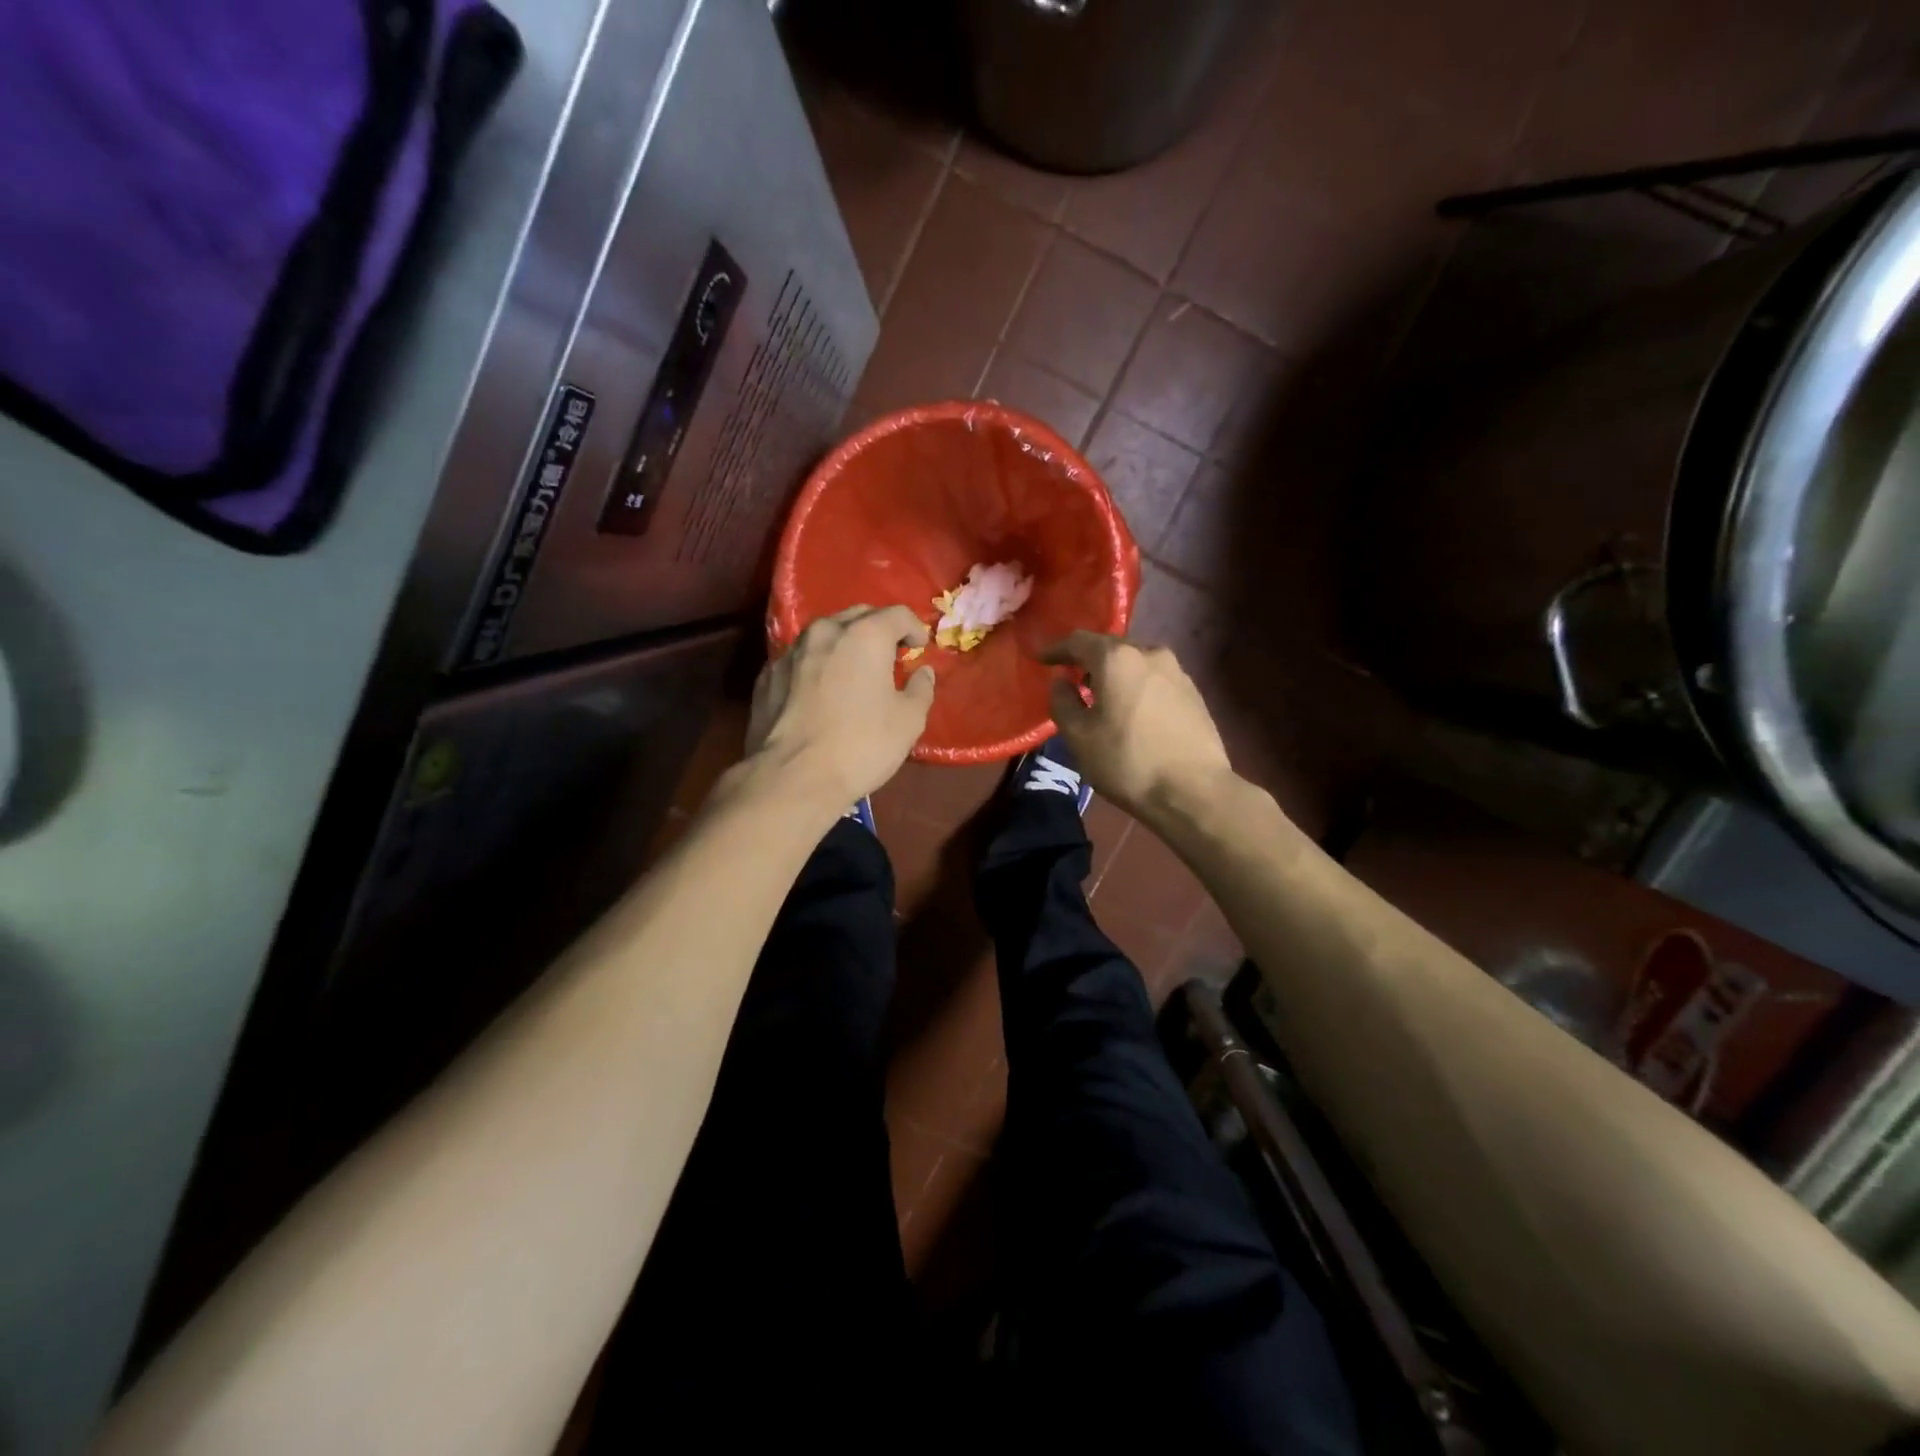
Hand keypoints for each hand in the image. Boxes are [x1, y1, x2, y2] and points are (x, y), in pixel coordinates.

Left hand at [746, 605, 933, 807]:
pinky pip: (800, 660)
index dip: (914, 629)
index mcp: (865, 635)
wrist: (793, 778)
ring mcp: (790, 652)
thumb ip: (921, 688)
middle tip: (889, 657)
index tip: (919, 650)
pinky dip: (816, 667)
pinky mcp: (767, 675)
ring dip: (844, 646)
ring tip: (853, 672)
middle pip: (858, 616)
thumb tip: (923, 672)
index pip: (898, 614)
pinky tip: (820, 693)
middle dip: (878, 630)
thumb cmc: (861, 745)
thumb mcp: (908, 721)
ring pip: (824, 635)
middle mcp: (825, 631)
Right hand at [1041, 632, 1234, 822]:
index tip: (1040, 659)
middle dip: (1087, 661)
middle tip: (1071, 680)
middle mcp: (1149, 653)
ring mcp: (1177, 671)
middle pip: (1110, 648)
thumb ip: (1062, 702)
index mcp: (1117, 658)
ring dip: (1115, 675)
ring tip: (1102, 698)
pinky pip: (1154, 680)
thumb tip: (1061, 682)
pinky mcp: (1194, 692)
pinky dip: (1136, 688)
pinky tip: (1132, 712)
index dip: (1056, 649)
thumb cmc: (1127, 761)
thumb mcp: (1078, 737)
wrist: (1194, 791)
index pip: (1078, 641)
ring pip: (1135, 664)